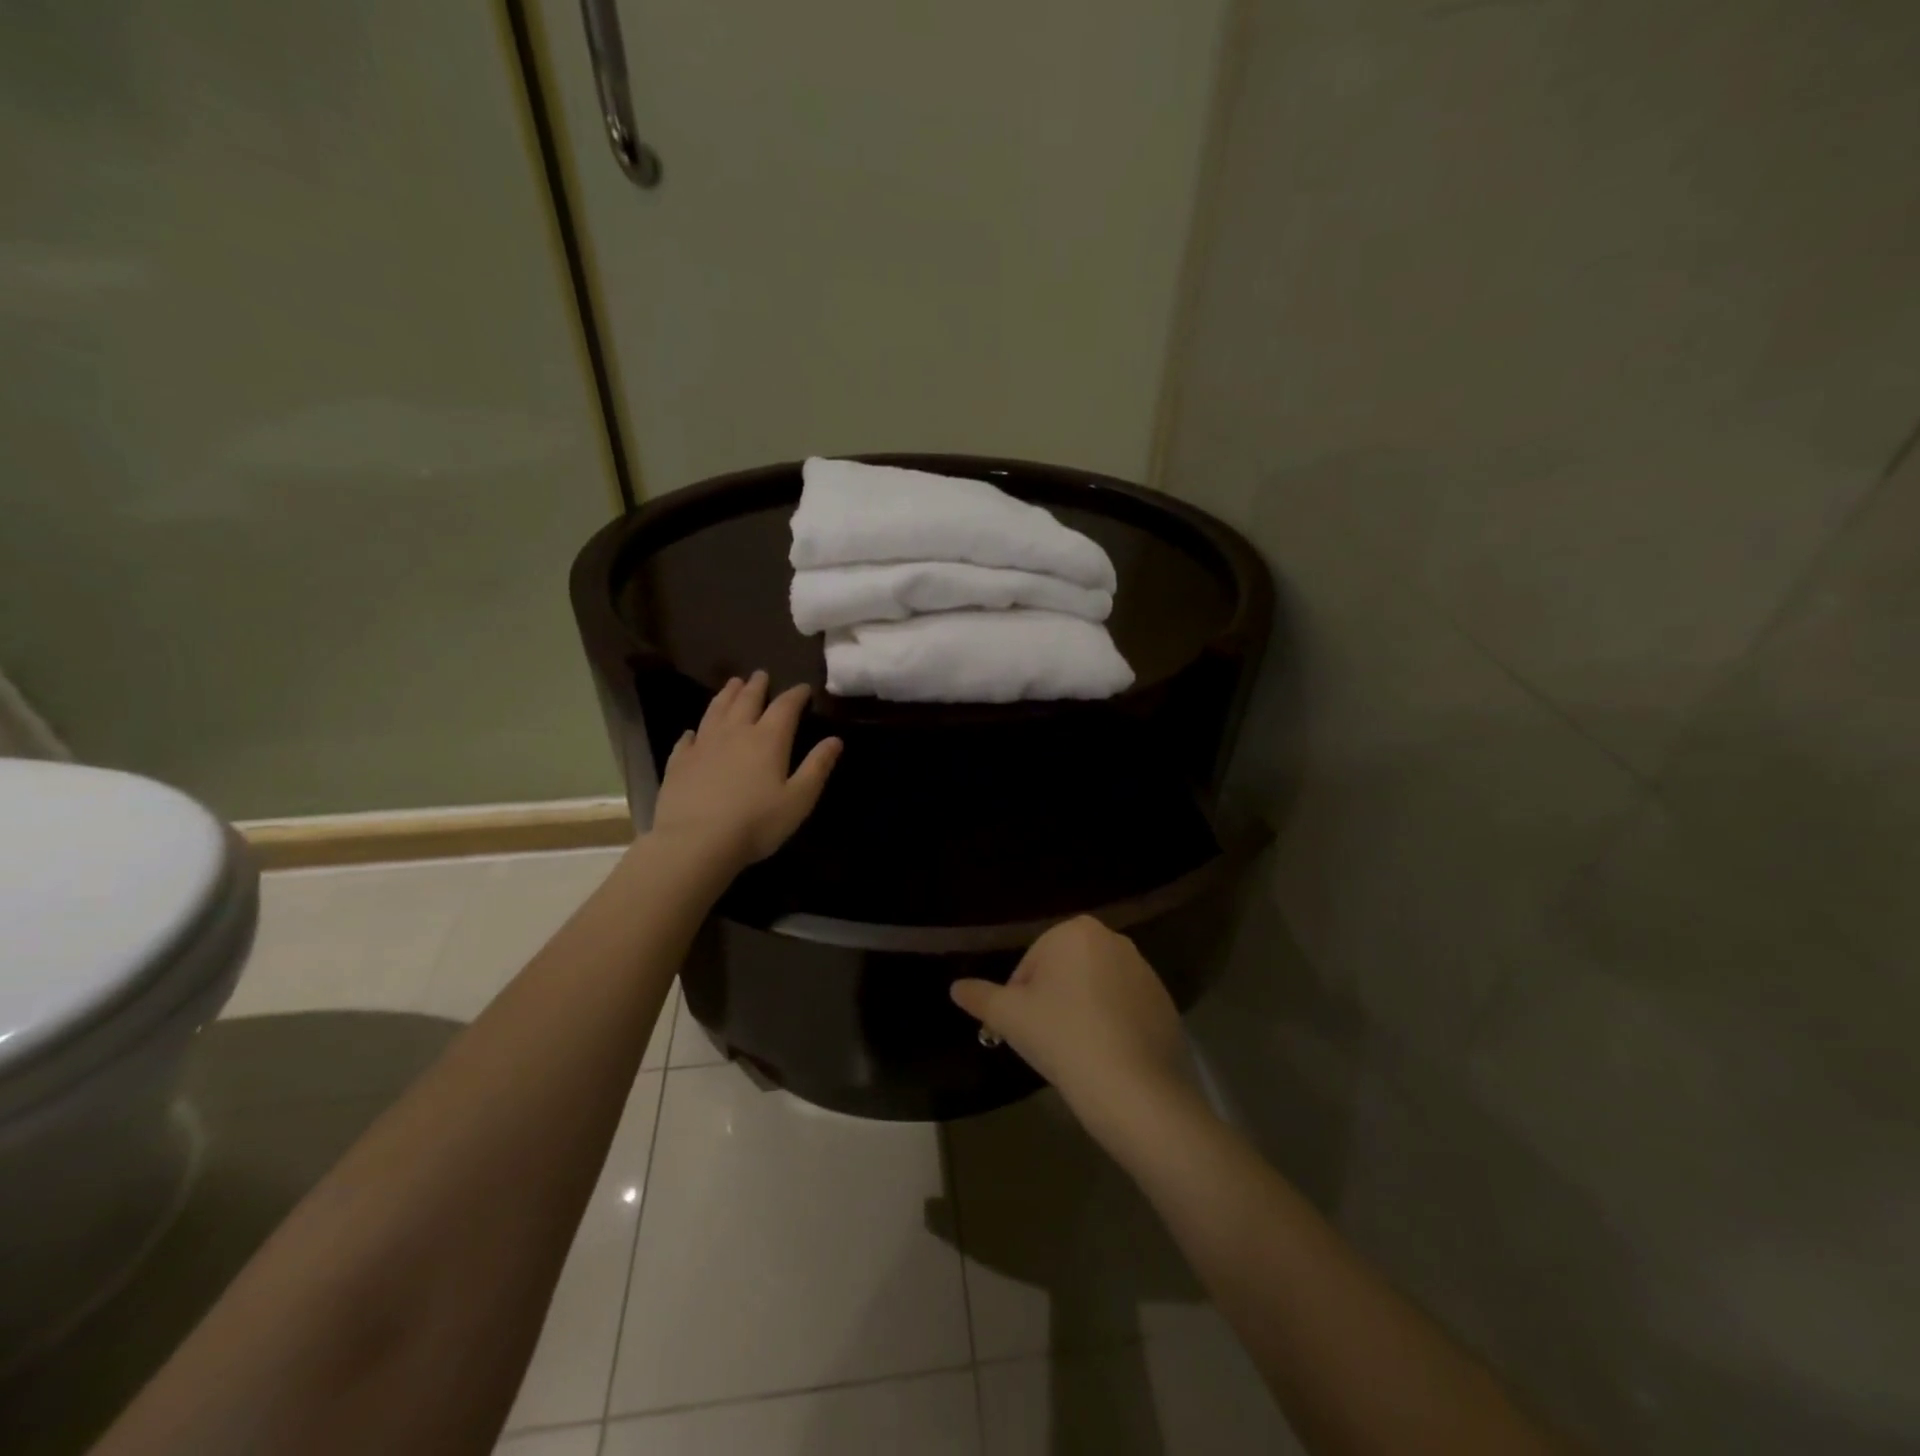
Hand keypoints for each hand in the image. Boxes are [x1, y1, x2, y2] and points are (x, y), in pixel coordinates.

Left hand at [650, 671, 841, 870]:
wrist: (696, 842)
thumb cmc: (756, 823)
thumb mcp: (799, 799)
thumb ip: (817, 767)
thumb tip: (835, 739)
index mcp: (768, 739)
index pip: (785, 707)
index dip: (796, 695)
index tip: (803, 688)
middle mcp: (735, 733)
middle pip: (747, 700)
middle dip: (757, 686)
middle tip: (761, 675)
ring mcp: (703, 745)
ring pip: (716, 711)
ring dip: (726, 695)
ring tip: (733, 684)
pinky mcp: (679, 763)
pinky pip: (687, 739)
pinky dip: (694, 731)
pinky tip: (693, 732)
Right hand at [950, 917, 1195, 1130]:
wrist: (1134, 1089)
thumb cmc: (1063, 1038)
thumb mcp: (1010, 1017)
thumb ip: (980, 996)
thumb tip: (956, 987)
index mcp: (1075, 931)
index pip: (1031, 963)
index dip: (1020, 998)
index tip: (1024, 1029)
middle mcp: (1113, 939)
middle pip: (1064, 971)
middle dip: (1052, 1000)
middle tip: (1046, 1041)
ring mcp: (1144, 970)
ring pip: (1094, 988)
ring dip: (1080, 1011)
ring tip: (1075, 1051)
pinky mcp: (1164, 1002)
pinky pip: (1123, 1007)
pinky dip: (1110, 1024)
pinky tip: (1105, 1056)